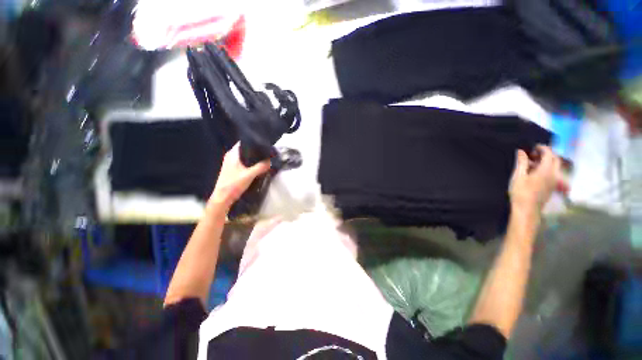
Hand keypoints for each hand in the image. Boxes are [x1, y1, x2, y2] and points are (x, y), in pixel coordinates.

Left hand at [210, 143, 270, 208]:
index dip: (254, 142)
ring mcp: (231, 163)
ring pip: (245, 156)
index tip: (264, 145)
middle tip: (267, 153)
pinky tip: (258, 167)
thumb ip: (261, 167)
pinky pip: (244, 163)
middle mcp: (231, 156)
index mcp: (233, 154)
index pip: (244, 142)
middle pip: (246, 149)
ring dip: (254, 158)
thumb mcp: (250, 175)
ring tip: (265, 159)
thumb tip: (270, 162)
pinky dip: (251, 163)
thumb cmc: (234, 184)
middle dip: (256, 151)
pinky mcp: (233, 170)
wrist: (223, 197)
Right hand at [509, 145, 561, 217]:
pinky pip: (552, 174)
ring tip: (531, 163)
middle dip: (546, 154)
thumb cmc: (521, 192)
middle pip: (555, 160)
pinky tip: (534, 173)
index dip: (543, 148)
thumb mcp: (518, 176)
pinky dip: (545, 169)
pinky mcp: (551, 187)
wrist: (527, 210)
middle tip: (533, 154)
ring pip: (554, 167)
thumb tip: (521, 151)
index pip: (549, 154)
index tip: (534, 146)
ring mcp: (554, 182)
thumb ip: (522, 162)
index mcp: (546, 170)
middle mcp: (554, 174)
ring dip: (545, 162)